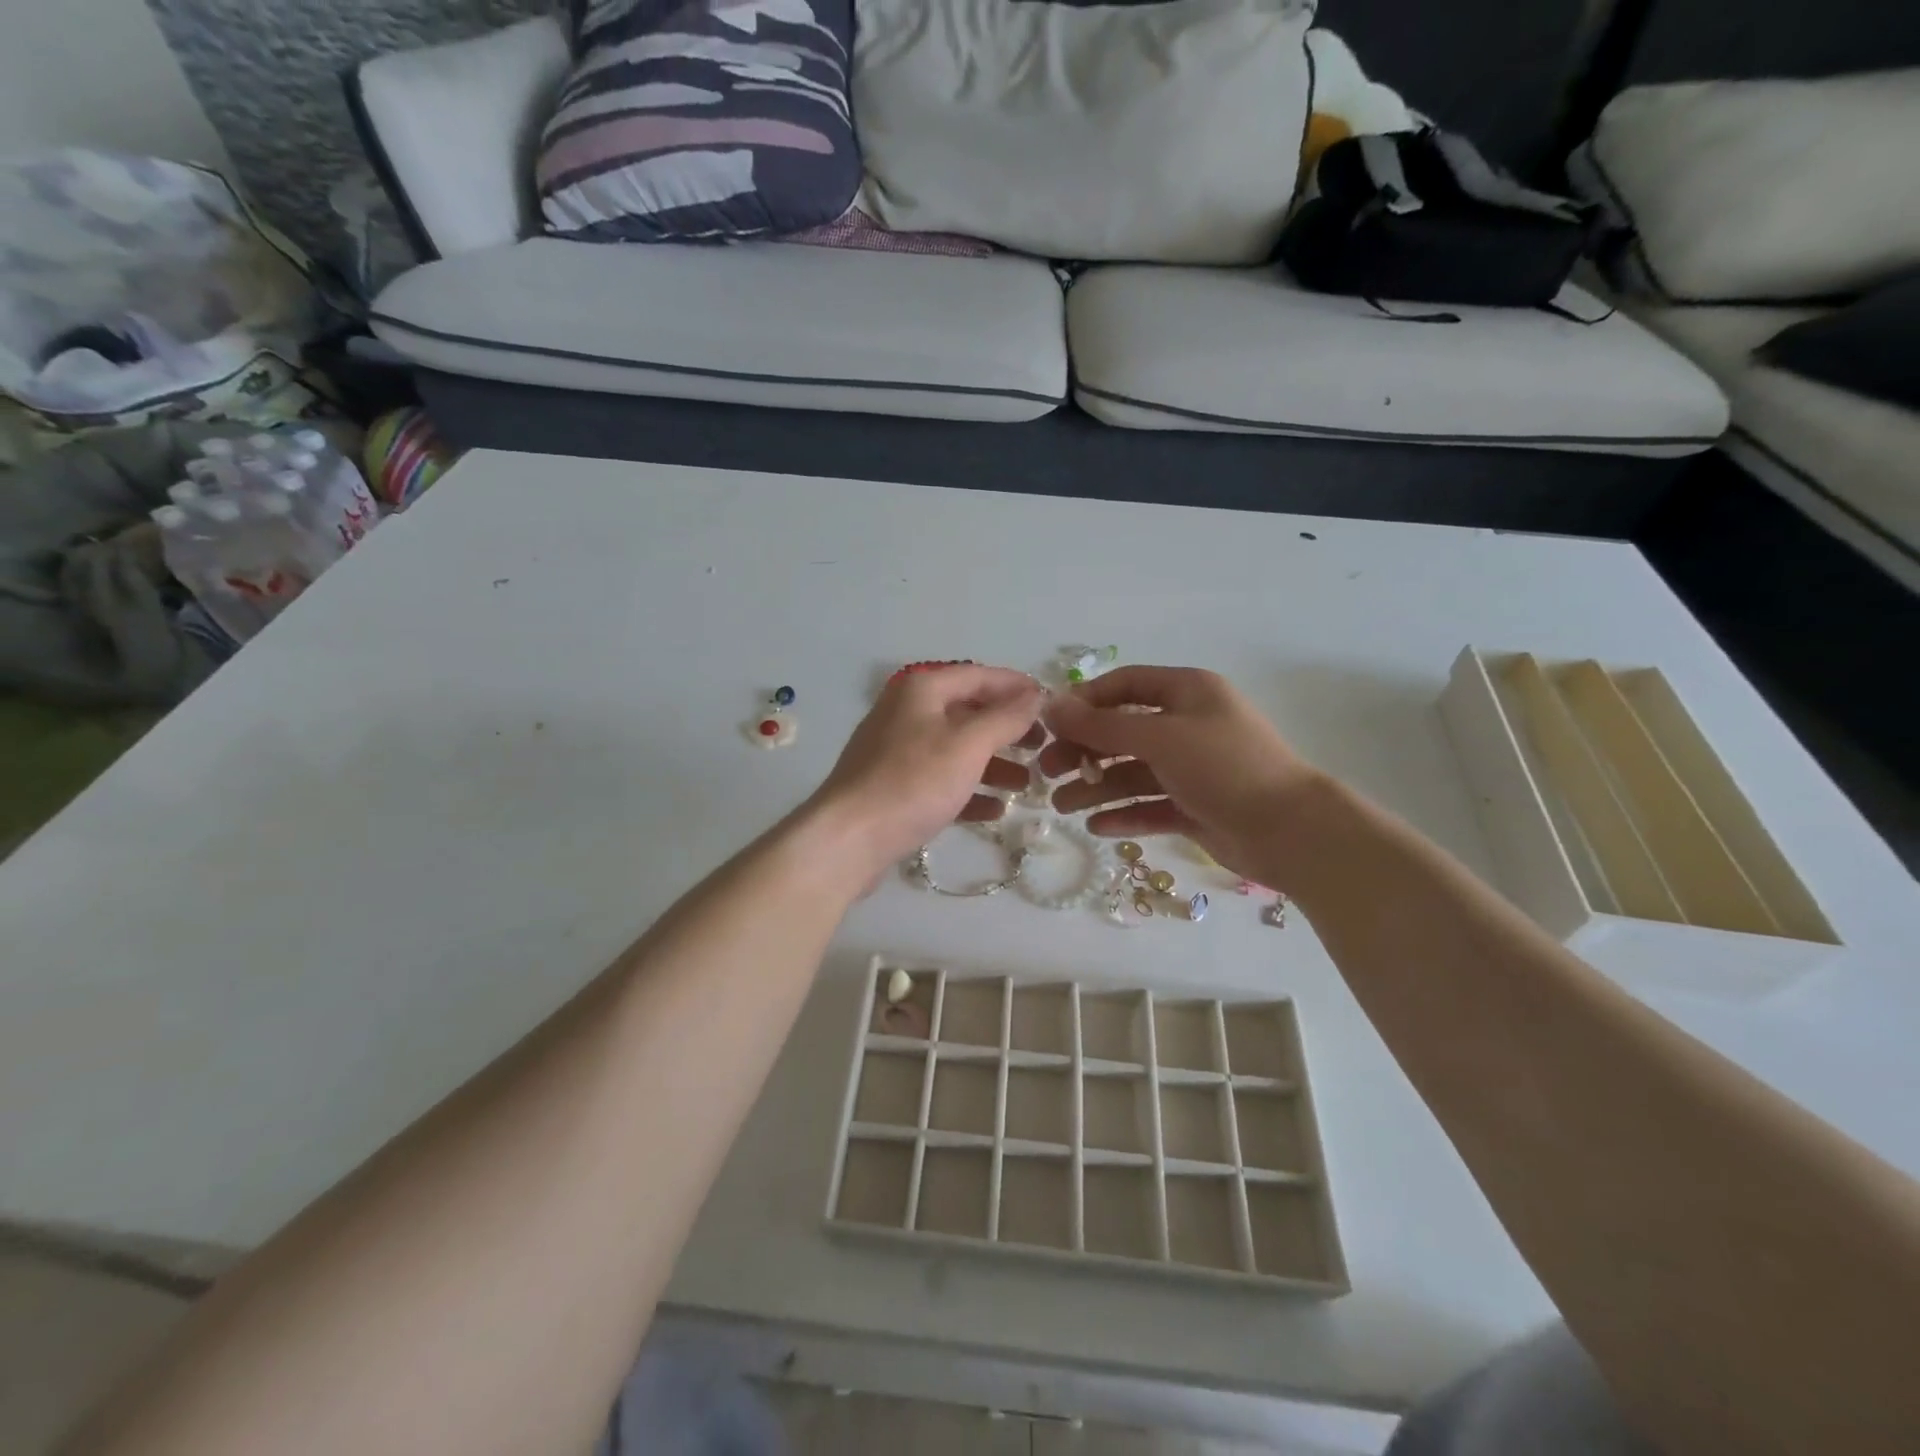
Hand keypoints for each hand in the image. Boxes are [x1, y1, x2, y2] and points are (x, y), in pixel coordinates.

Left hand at [809, 664, 1045, 879]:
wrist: (849, 839)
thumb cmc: (913, 782)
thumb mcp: (968, 744)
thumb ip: (1006, 717)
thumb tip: (1035, 695)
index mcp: (921, 690)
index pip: (979, 676)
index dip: (1017, 687)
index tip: (1052, 705)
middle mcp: (907, 713)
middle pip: (968, 713)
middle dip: (1008, 730)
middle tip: (1043, 747)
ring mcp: (897, 751)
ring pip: (956, 749)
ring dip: (993, 764)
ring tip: (1027, 784)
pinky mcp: (894, 788)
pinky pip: (940, 780)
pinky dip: (969, 790)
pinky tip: (996, 810)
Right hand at [1039, 667, 1323, 890]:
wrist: (1290, 831)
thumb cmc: (1224, 767)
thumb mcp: (1160, 737)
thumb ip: (1102, 725)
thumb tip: (1051, 706)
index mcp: (1187, 693)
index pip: (1125, 685)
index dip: (1085, 702)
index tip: (1051, 725)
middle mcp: (1188, 726)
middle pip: (1122, 732)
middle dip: (1083, 750)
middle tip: (1047, 771)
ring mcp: (1191, 769)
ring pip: (1132, 773)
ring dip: (1096, 787)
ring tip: (1062, 807)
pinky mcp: (1194, 807)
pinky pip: (1149, 806)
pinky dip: (1123, 814)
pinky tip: (1096, 827)